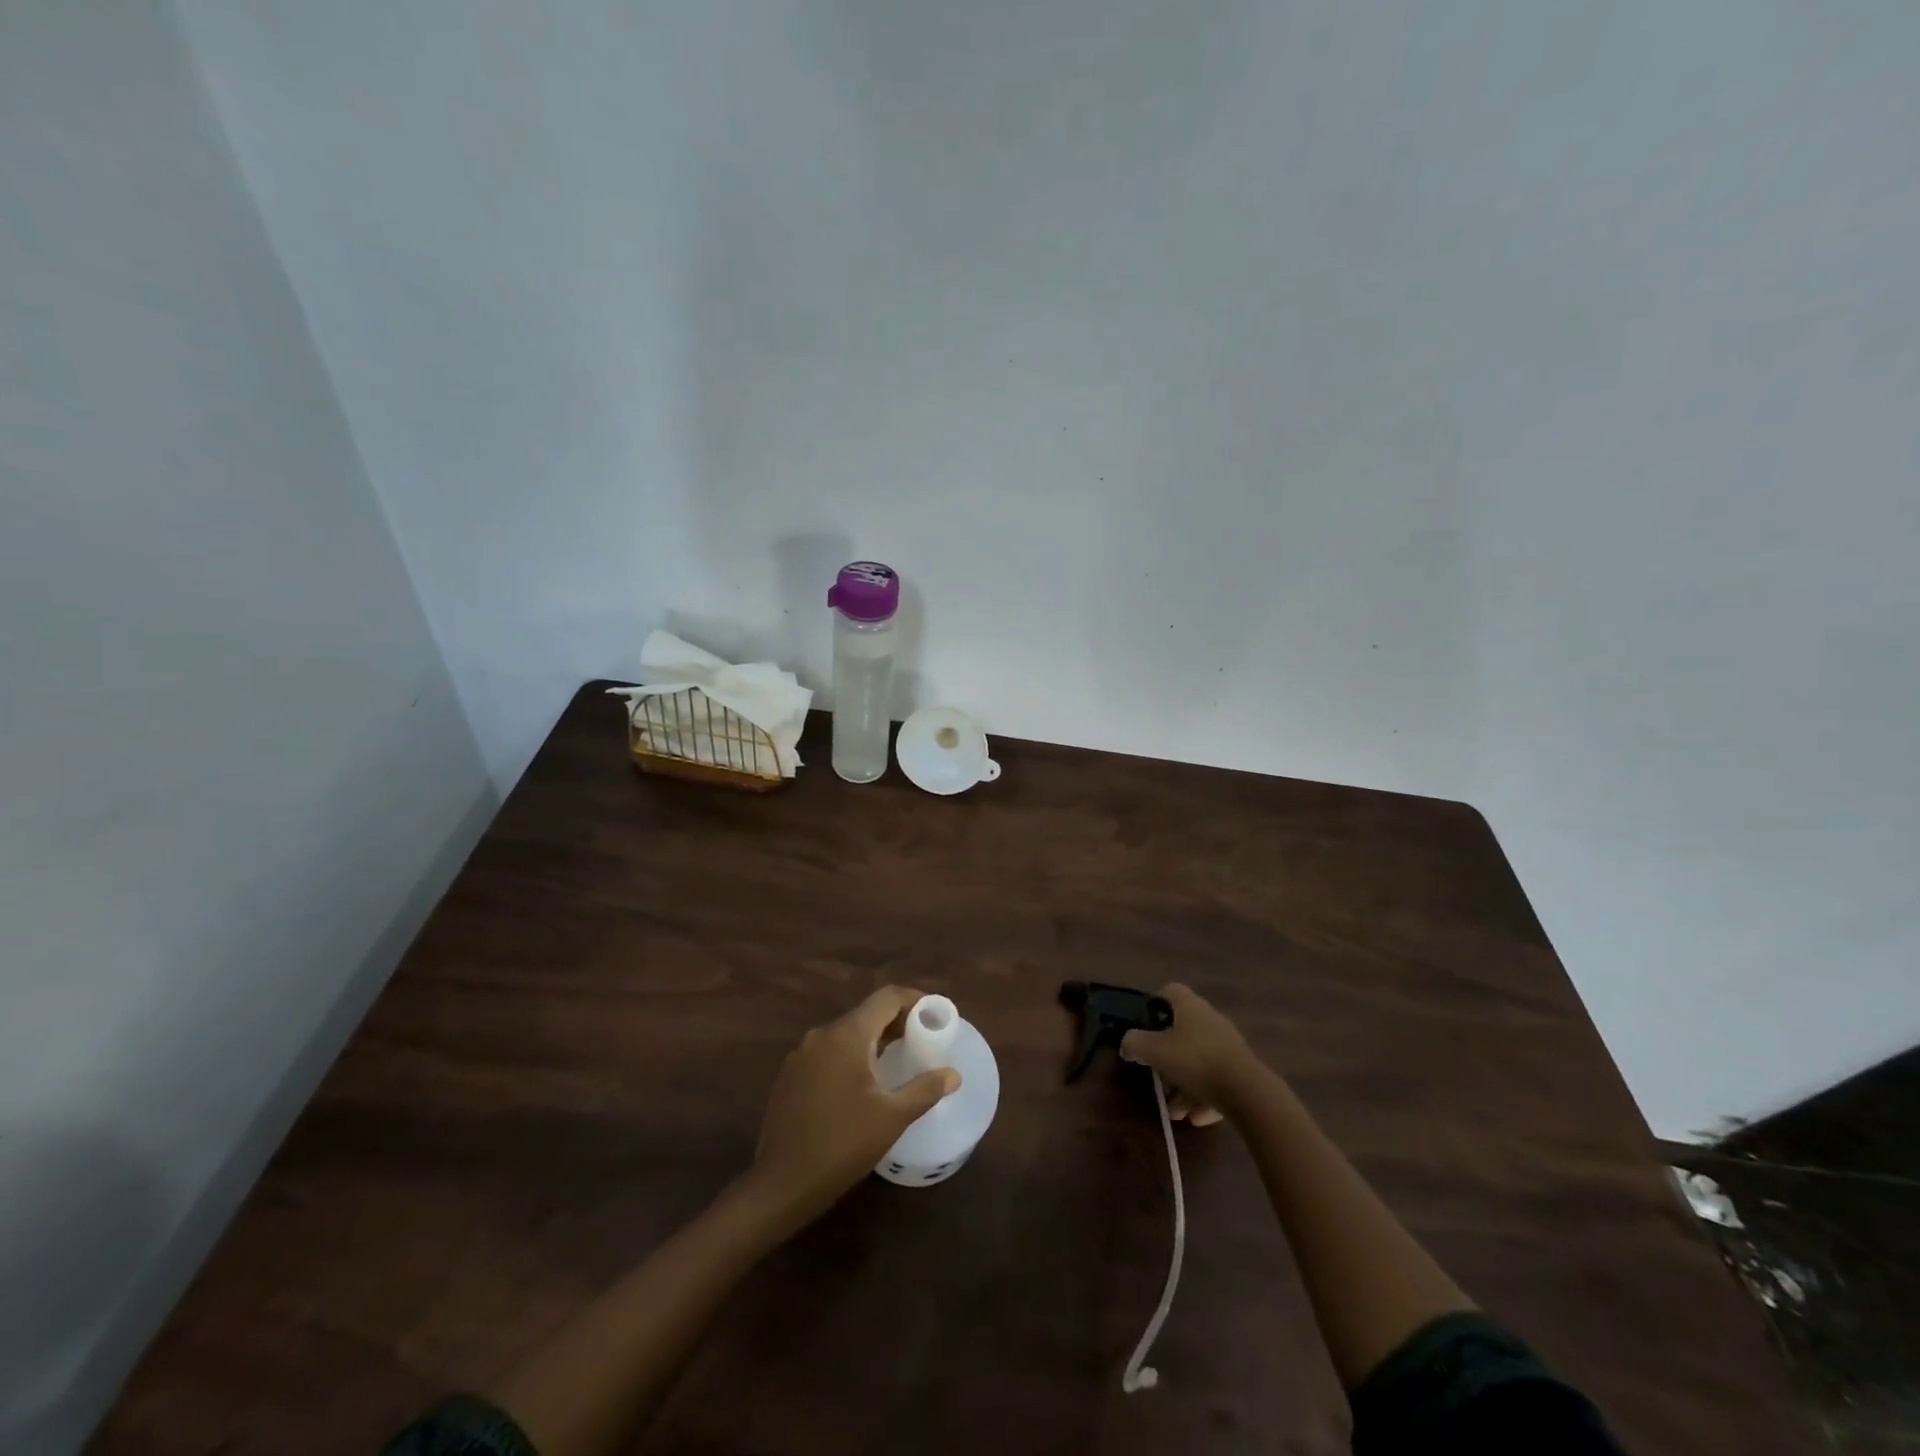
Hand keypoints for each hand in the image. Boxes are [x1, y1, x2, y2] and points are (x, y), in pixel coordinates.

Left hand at [746, 986, 959, 1227]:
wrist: (782, 1184)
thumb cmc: (842, 1145)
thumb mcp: (892, 1118)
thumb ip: (925, 1089)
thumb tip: (953, 1074)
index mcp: (847, 1036)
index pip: (886, 998)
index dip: (913, 1000)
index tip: (934, 1015)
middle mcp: (821, 1035)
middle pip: (865, 1013)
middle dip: (895, 1022)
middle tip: (920, 1041)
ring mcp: (801, 1054)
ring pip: (846, 1033)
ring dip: (873, 1040)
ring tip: (895, 1061)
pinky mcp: (790, 1075)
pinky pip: (828, 1051)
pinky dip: (850, 1055)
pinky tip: (861, 1083)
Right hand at [1119, 983, 1262, 1125]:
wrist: (1247, 1092)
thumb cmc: (1195, 1061)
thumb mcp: (1155, 1051)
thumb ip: (1135, 1043)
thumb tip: (1127, 1044)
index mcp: (1191, 1007)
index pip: (1170, 991)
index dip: (1154, 1005)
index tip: (1144, 1026)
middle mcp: (1211, 1021)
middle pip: (1182, 1033)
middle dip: (1167, 1058)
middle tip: (1157, 1078)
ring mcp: (1228, 1046)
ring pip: (1198, 1062)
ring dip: (1183, 1085)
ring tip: (1174, 1111)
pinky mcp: (1241, 1071)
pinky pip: (1216, 1081)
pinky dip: (1203, 1097)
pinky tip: (1195, 1117)